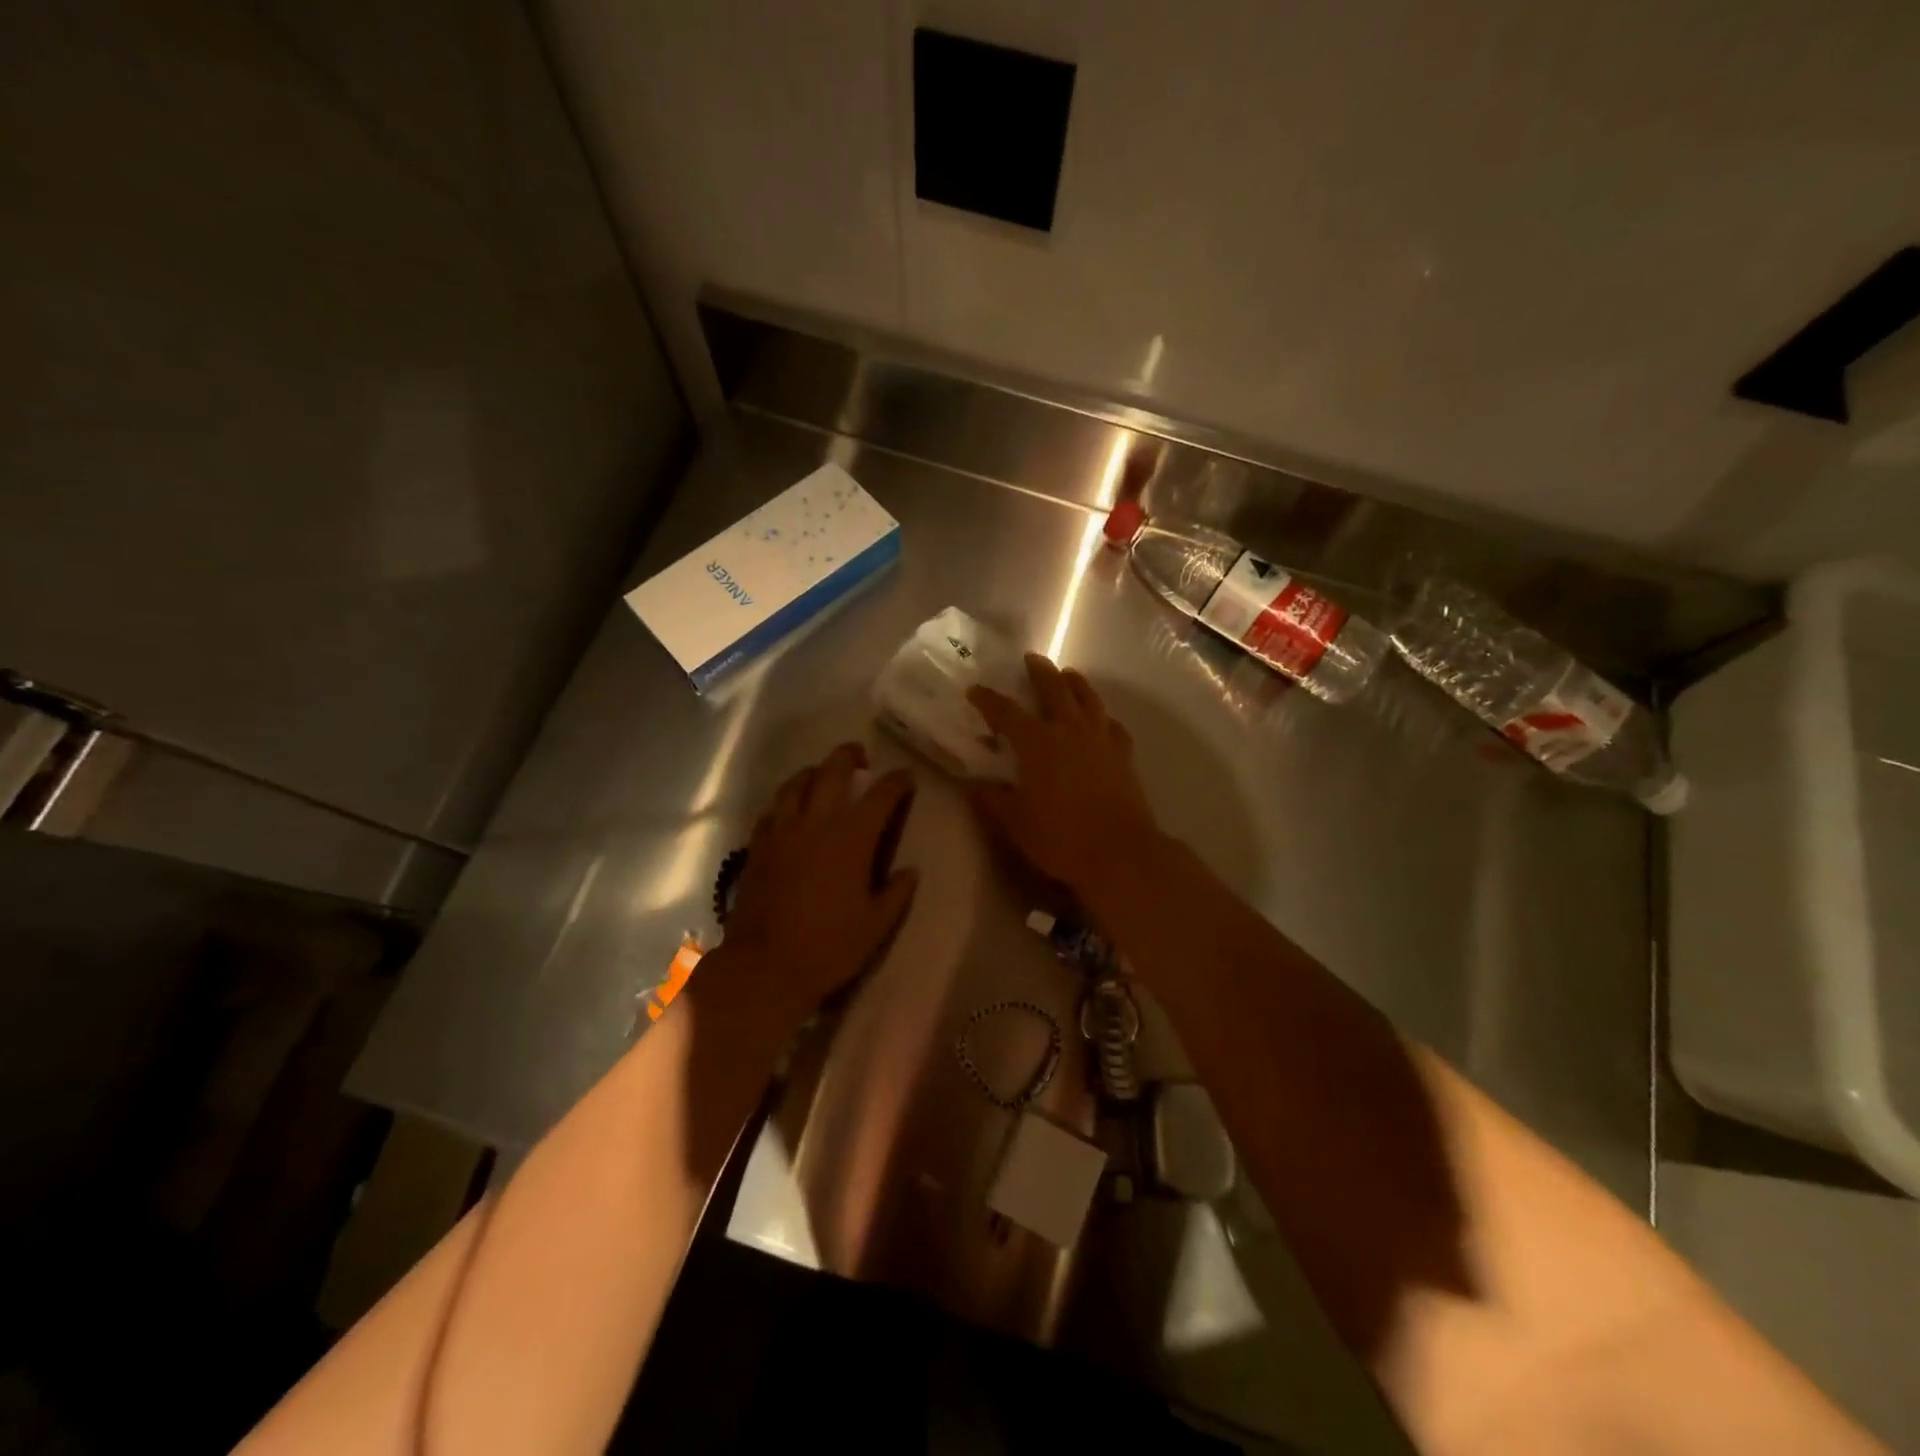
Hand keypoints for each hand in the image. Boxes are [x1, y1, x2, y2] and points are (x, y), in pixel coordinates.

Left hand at [717, 743, 918, 1028]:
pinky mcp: (758, 847)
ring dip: (813, 772)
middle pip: (832, 771)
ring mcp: (782, 832)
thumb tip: (910, 870)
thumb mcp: (876, 926)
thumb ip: (896, 893)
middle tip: (861, 758)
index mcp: (851, 838)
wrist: (764, 967)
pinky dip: (785, 802)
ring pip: (795, 784)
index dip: (896, 782)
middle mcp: (816, 823)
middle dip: (849, 756)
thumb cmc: (829, 948)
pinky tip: (789, 811)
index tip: (906, 777)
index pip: (880, 795)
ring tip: (822, 775)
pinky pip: (772, 811)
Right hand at [967, 654, 1160, 898]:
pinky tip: (1101, 720)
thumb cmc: (1061, 839)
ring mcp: (1101, 739)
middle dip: (1040, 671)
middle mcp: (1069, 730)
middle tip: (1031, 658)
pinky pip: (1112, 725)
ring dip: (1075, 682)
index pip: (1007, 712)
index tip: (975, 690)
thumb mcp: (1016, 824)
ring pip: (1088, 698)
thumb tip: (977, 785)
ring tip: (1068, 675)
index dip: (988, 699)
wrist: (1121, 852)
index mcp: (1037, 743)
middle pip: (1054, 689)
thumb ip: (994, 801)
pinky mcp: (1124, 753)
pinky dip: (1103, 716)